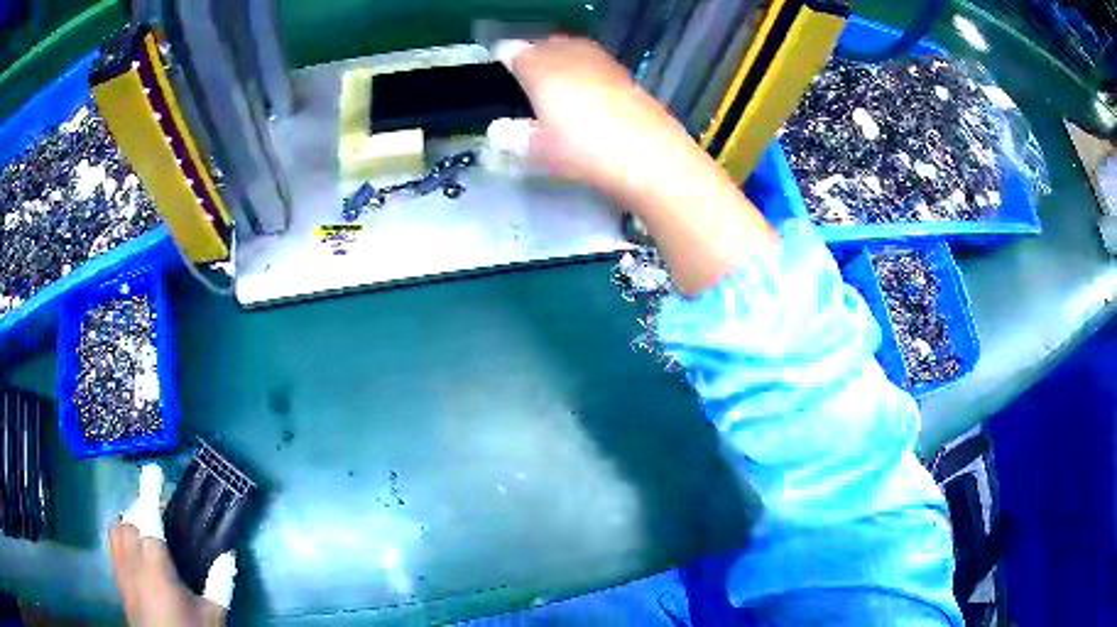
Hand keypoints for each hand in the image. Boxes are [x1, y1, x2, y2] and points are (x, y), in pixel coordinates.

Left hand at [109, 465, 236, 626]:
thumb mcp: (212, 616)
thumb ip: (220, 584)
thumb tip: (229, 554)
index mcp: (157, 568)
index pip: (148, 519)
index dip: (149, 491)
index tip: (154, 470)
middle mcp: (133, 563)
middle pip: (129, 520)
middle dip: (141, 506)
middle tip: (159, 507)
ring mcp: (122, 571)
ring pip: (117, 530)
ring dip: (129, 519)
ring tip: (145, 523)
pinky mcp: (119, 581)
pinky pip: (114, 545)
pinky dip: (122, 535)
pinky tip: (135, 548)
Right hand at [495, 36, 776, 295]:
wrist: (653, 160)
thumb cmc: (587, 152)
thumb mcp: (539, 152)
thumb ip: (513, 138)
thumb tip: (499, 130)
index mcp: (543, 70)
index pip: (515, 52)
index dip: (504, 56)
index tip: (498, 63)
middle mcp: (572, 58)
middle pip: (547, 44)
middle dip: (533, 51)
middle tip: (525, 67)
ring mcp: (604, 65)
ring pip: (575, 48)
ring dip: (561, 54)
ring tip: (555, 73)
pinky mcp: (627, 78)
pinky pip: (597, 62)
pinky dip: (585, 66)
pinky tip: (588, 87)